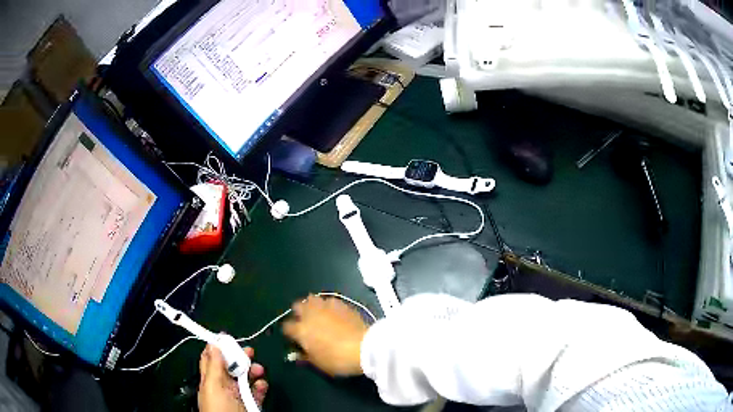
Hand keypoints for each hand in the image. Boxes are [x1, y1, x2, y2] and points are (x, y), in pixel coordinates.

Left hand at [198, 344, 267, 411]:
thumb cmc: (219, 408)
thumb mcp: (213, 385)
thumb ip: (214, 366)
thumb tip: (213, 344)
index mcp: (210, 380)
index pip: (211, 358)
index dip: (218, 347)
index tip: (227, 338)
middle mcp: (223, 386)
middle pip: (231, 367)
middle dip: (240, 358)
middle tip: (250, 351)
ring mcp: (237, 395)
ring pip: (245, 378)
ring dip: (253, 371)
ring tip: (259, 370)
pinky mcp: (251, 404)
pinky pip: (256, 392)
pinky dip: (261, 386)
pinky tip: (262, 385)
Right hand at [282, 295, 368, 376]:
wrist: (363, 347)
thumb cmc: (337, 359)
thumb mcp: (318, 364)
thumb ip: (305, 357)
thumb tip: (298, 354)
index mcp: (301, 330)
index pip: (286, 327)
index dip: (289, 332)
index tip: (294, 338)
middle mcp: (310, 314)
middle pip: (297, 306)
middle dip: (299, 313)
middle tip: (305, 323)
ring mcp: (326, 306)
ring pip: (312, 299)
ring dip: (313, 306)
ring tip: (319, 315)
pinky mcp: (341, 303)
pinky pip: (329, 301)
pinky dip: (328, 306)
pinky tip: (334, 313)